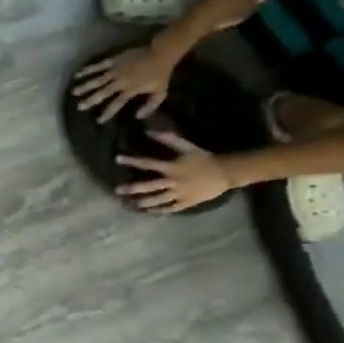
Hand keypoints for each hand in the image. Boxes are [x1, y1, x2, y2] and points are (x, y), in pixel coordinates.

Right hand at [73, 43, 180, 122]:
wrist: (160, 54)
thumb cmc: (161, 74)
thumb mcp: (161, 92)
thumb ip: (150, 106)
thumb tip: (138, 116)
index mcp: (130, 90)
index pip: (116, 104)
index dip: (108, 113)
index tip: (99, 120)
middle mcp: (119, 82)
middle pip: (103, 93)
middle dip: (90, 100)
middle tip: (79, 107)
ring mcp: (115, 71)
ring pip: (97, 80)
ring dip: (85, 86)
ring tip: (74, 92)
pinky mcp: (113, 61)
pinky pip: (98, 66)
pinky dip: (88, 70)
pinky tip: (77, 74)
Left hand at [116, 131, 235, 211]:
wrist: (226, 172)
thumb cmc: (204, 158)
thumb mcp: (187, 146)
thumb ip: (169, 139)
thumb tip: (149, 130)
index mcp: (172, 168)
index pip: (148, 163)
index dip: (132, 161)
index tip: (117, 158)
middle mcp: (174, 182)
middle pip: (149, 186)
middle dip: (132, 189)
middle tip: (117, 190)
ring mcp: (181, 194)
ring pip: (159, 200)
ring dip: (145, 202)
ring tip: (132, 205)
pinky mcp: (188, 202)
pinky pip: (173, 208)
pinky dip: (162, 211)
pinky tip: (152, 212)